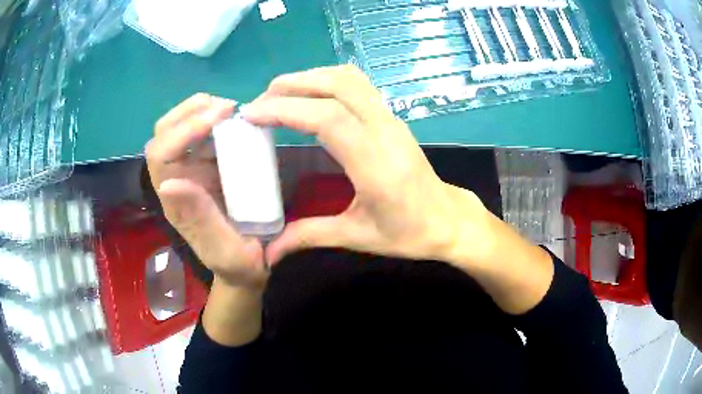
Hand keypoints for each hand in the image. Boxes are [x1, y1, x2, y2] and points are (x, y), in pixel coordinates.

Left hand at [146, 93, 267, 290]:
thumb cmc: (237, 263)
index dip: (183, 130)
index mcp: (174, 201)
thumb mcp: (223, 248)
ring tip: (230, 108)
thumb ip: (199, 219)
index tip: (218, 117)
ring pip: (180, 130)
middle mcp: (177, 180)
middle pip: (164, 135)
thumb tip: (168, 183)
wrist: (248, 266)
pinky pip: (203, 136)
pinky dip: (215, 120)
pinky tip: (235, 119)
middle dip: (188, 112)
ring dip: (200, 111)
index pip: (162, 155)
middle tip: (225, 106)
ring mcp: (191, 171)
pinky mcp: (207, 167)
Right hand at [244, 65, 552, 314]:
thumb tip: (269, 252)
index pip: (328, 118)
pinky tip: (312, 94)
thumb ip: (309, 236)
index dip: (286, 110)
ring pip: (351, 79)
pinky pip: (360, 86)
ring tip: (280, 92)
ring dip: (312, 78)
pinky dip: (329, 80)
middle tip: (261, 100)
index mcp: (376, 164)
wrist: (448, 220)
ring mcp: (392, 120)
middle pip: (338, 86)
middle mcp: (385, 131)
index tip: (253, 114)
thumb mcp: (357, 237)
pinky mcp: (393, 118)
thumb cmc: (408, 232)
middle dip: (294, 85)